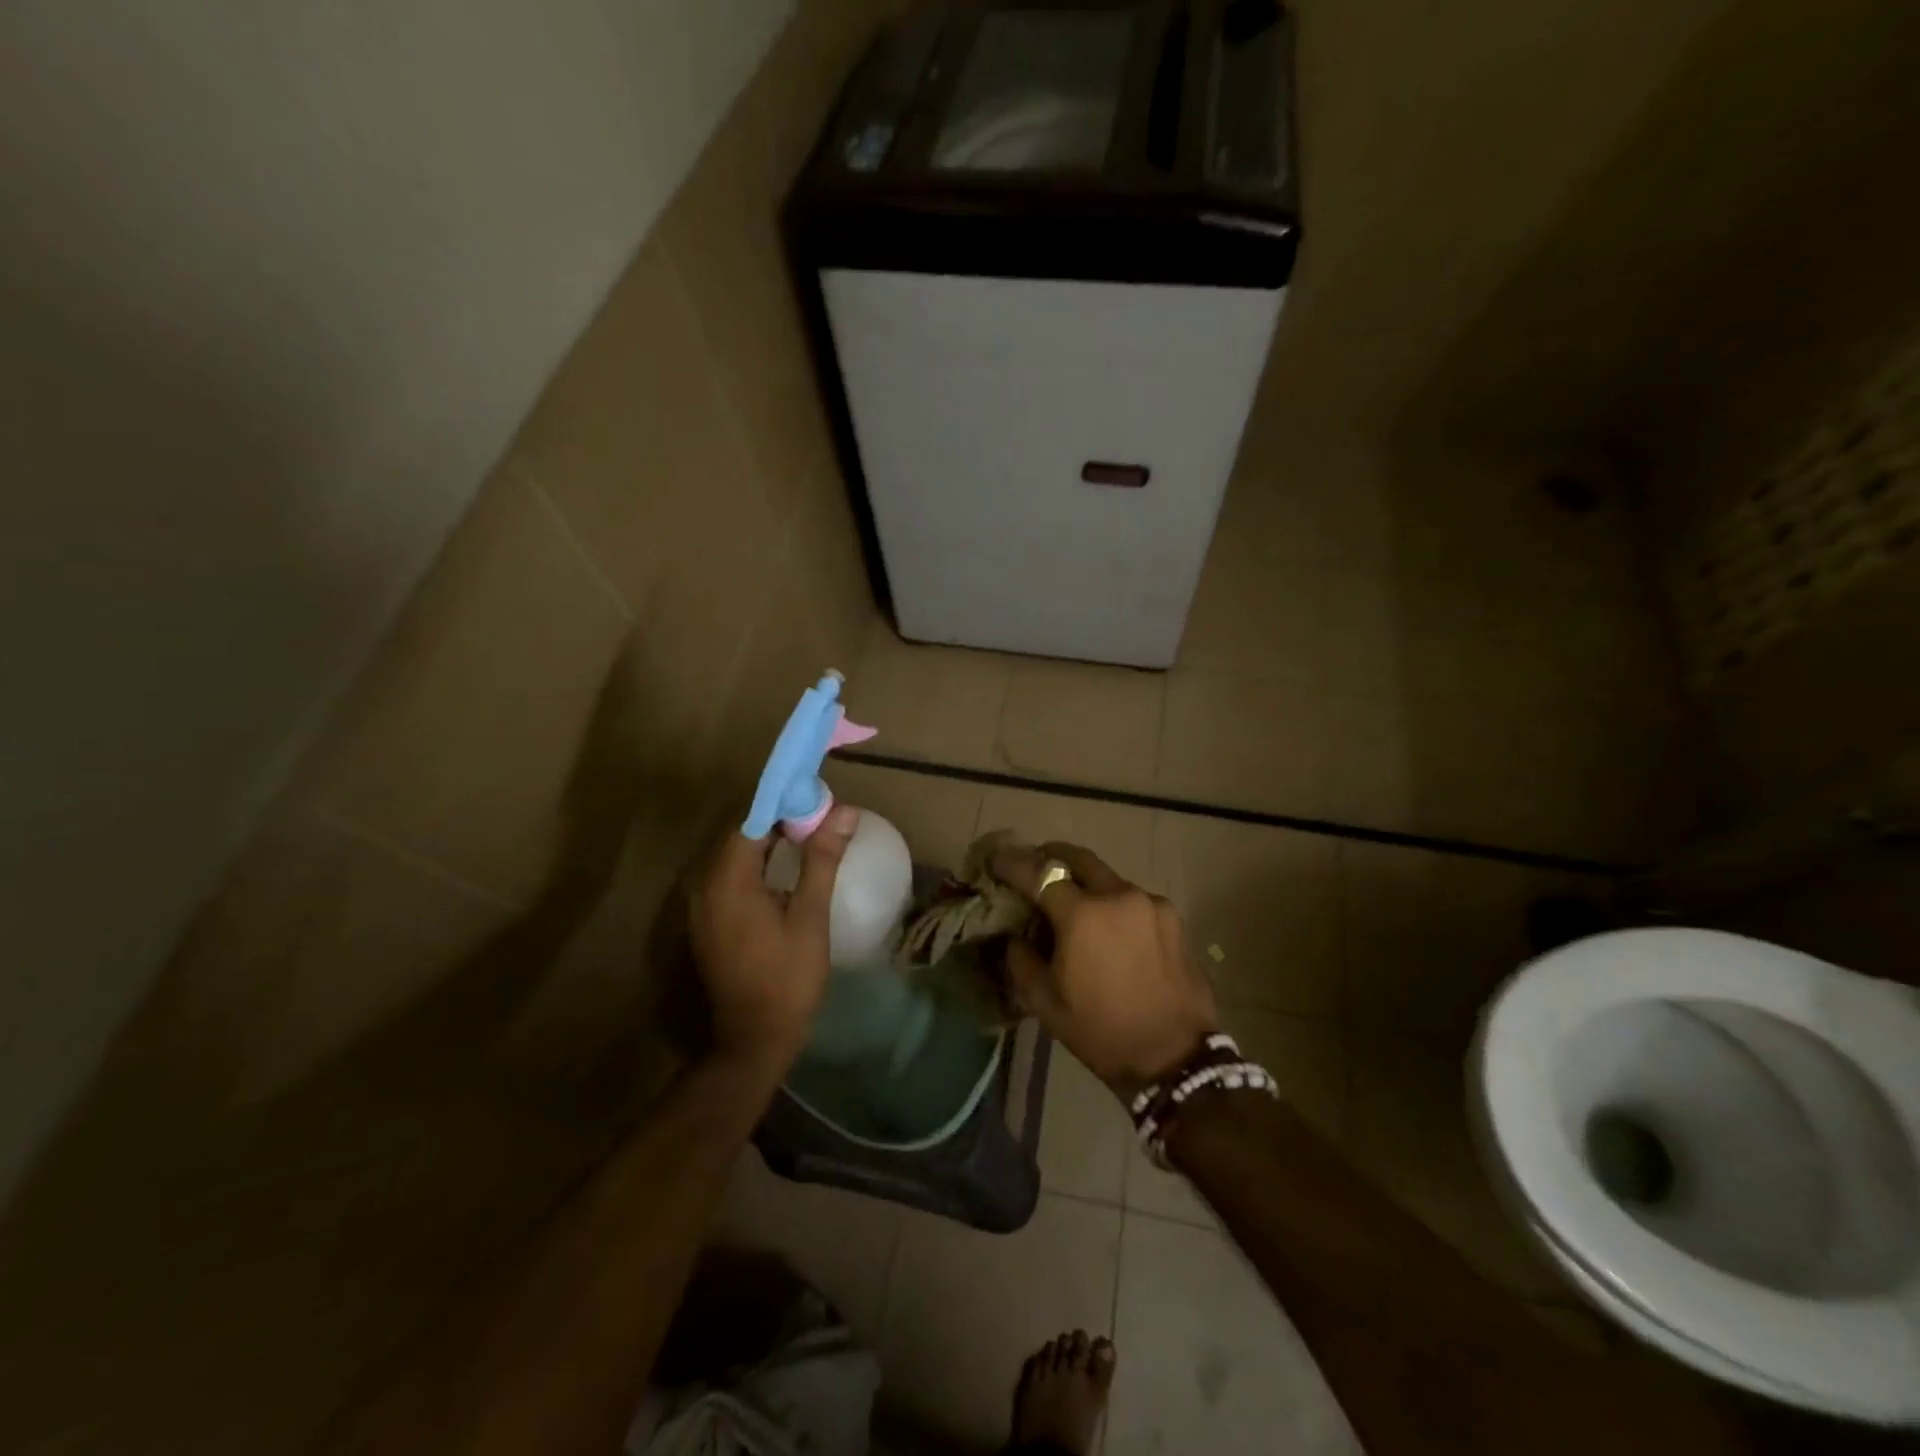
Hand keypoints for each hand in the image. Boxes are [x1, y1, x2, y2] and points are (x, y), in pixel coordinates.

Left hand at [687, 805, 856, 1076]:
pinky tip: (785, 870)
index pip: (751, 819)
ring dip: (768, 841)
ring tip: (808, 836)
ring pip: (734, 856)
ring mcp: (702, 906)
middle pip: (740, 834)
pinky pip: (730, 877)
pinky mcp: (708, 922)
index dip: (783, 803)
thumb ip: (822, 859)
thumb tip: (844, 812)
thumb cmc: (787, 977)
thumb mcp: (810, 916)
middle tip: (818, 815)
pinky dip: (756, 865)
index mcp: (727, 880)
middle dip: (778, 819)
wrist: (754, 1039)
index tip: (816, 797)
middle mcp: (704, 885)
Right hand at [991, 841, 1217, 1099]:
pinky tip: (1110, 929)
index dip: (1012, 863)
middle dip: (1051, 857)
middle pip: (1077, 858)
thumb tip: (1016, 935)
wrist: (1176, 1058)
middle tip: (1035, 868)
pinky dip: (1113, 903)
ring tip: (1074, 905)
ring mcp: (1150, 902)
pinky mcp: (1172, 916)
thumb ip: (1021, 958)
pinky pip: (1132, 898)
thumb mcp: (1045, 1003)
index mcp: (1082, 915)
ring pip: (1107, 877)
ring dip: (1085, 883)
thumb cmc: (1102, 1031)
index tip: (996, 860)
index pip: (1038, 872)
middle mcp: (1118, 895)